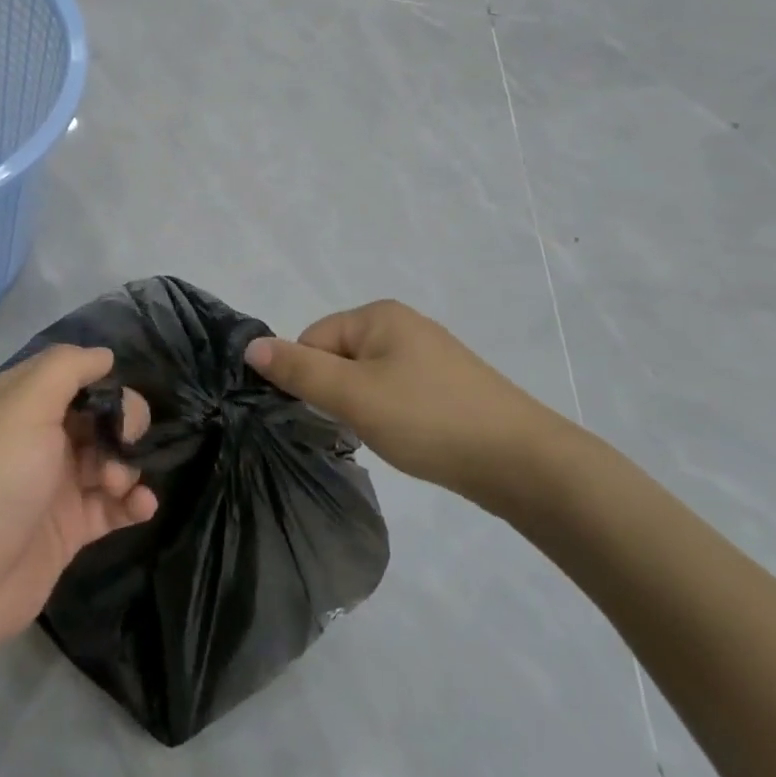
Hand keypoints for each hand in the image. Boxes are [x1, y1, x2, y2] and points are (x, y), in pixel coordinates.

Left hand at [0, 346, 156, 662]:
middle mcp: (36, 439)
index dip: (100, 381)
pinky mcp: (67, 530)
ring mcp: (52, 485)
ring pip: (108, 460)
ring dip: (125, 466)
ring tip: (117, 485)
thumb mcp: (25, 404)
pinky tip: (143, 506)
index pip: (71, 376)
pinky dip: (132, 503)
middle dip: (122, 424)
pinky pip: (111, 507)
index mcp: (18, 402)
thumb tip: (104, 355)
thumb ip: (67, 368)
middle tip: (125, 441)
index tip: (118, 396)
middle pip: (96, 417)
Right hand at [243, 300, 569, 506]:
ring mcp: (430, 354)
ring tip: (388, 436)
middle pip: (339, 357)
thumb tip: (251, 346)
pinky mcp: (448, 385)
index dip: (312, 379)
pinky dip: (393, 415)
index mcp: (379, 314)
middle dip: (338, 394)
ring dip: (364, 408)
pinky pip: (397, 392)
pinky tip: (411, 438)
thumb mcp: (353, 395)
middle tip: (360, 428)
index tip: (332, 414)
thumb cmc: (429, 419)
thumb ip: (299, 370)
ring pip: (368, 378)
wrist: (524, 462)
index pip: (313, 339)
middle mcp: (403, 324)